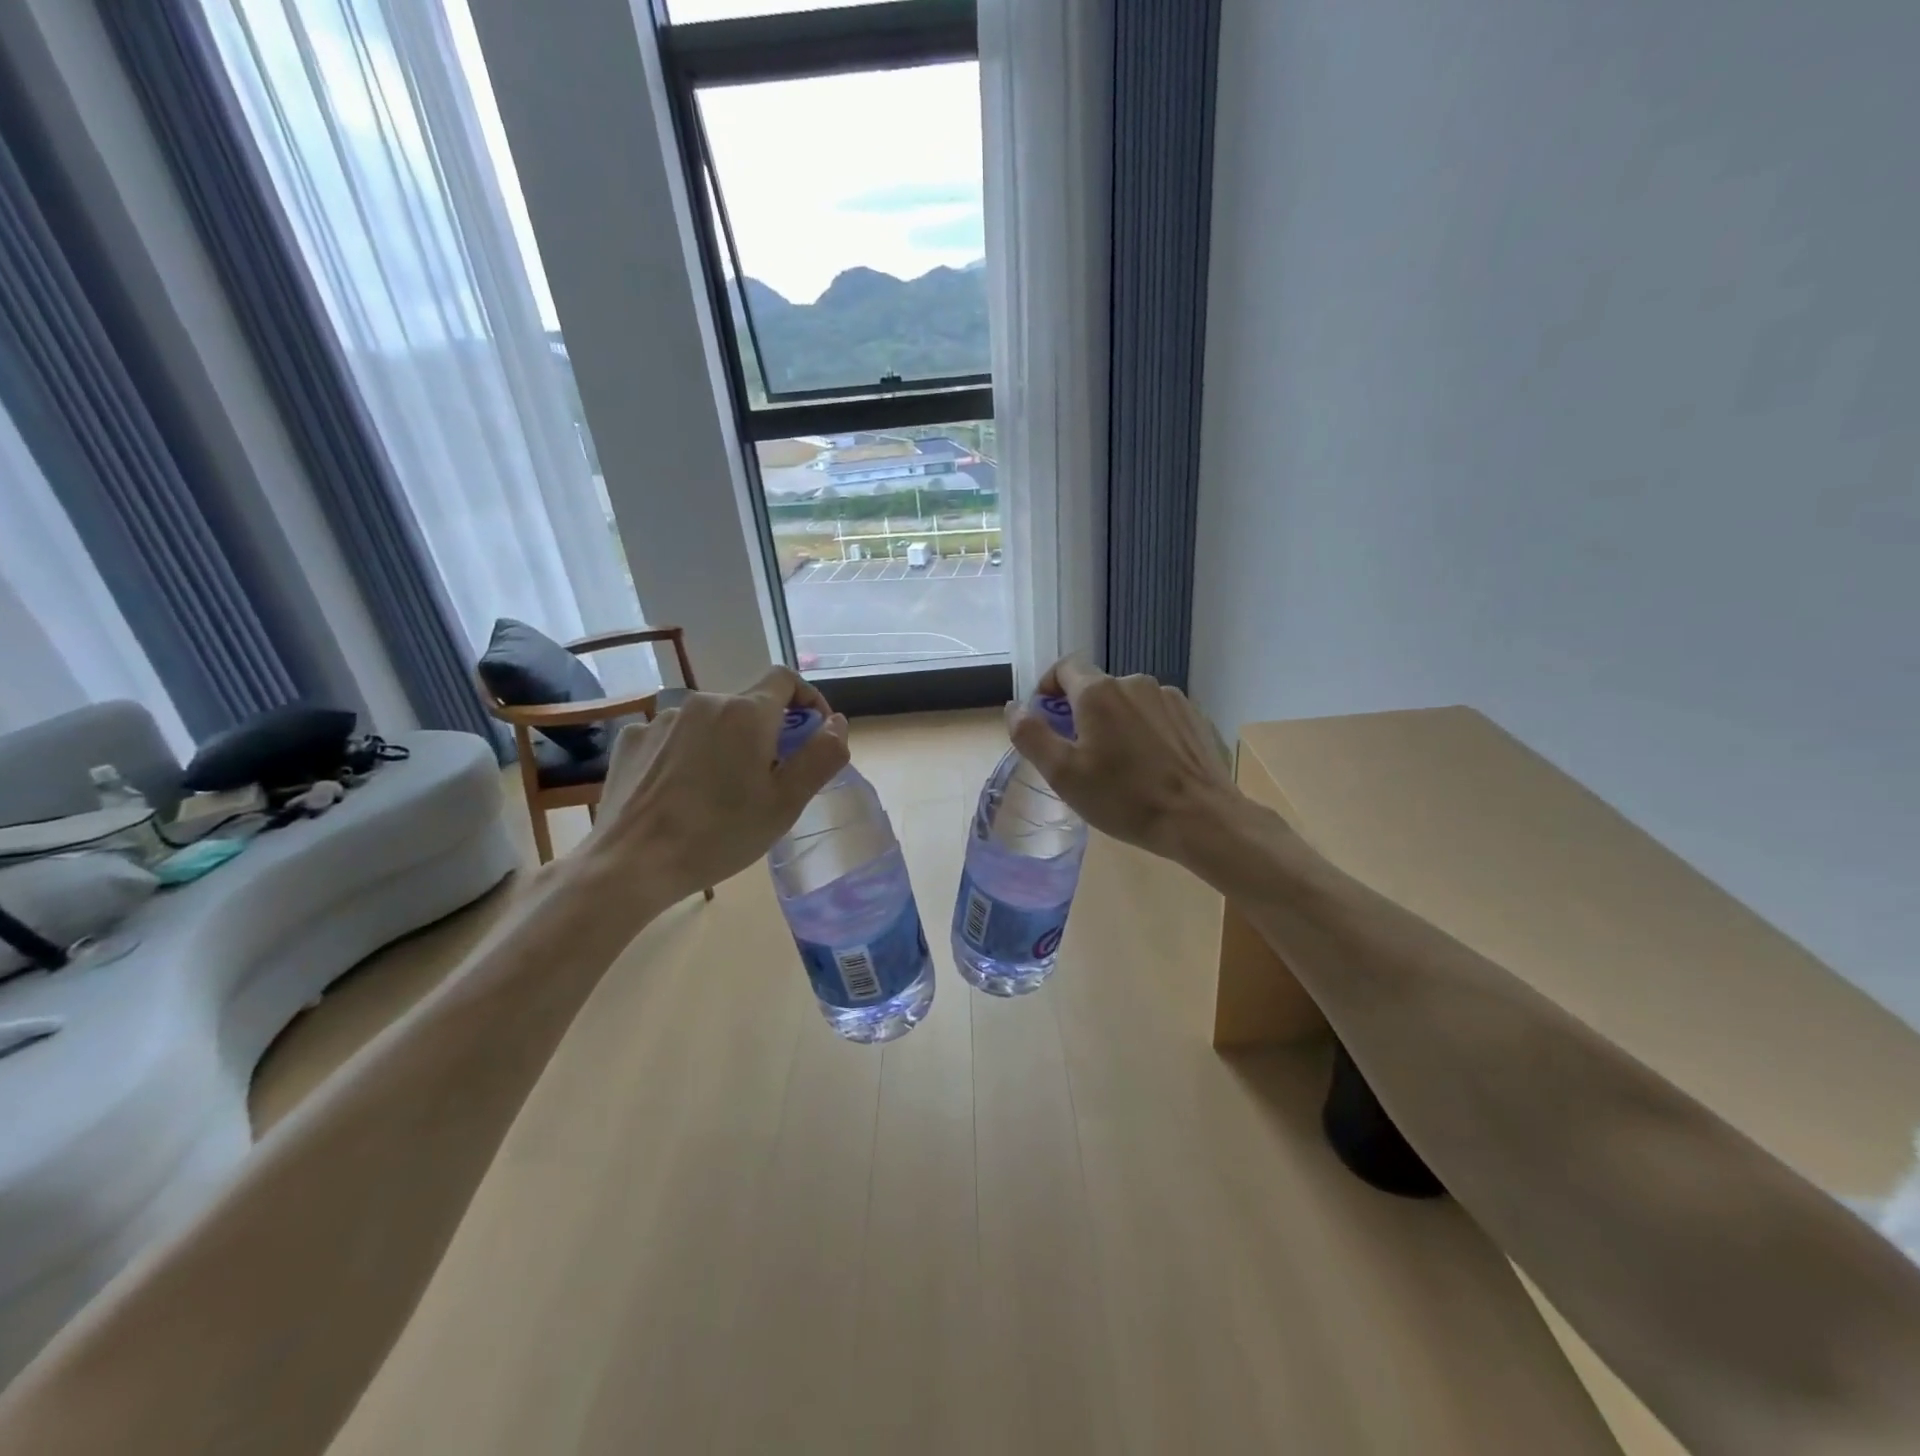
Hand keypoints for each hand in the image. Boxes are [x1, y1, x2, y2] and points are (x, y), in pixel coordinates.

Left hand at [580, 665, 849, 906]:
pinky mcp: (632, 740)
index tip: (813, 733)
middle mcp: (704, 702)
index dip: (807, 699)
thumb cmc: (720, 834)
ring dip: (725, 744)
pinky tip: (680, 791)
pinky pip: (674, 737)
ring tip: (719, 792)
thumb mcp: (786, 802)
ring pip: (710, 723)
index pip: (786, 679)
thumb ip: (821, 755)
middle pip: (748, 706)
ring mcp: (662, 719)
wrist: (631, 863)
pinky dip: (687, 754)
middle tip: (767, 780)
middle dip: (766, 733)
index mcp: (746, 712)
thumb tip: (836, 722)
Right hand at [1008, 656, 1249, 873]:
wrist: (1201, 818)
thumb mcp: (1063, 774)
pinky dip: (1144, 731)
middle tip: (1080, 755)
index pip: (1064, 667)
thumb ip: (1031, 735)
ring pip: (1128, 702)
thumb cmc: (1124, 798)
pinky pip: (1156, 715)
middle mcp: (1134, 683)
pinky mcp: (1193, 715)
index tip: (1044, 717)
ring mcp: (1169, 697)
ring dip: (1115, 722)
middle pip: (1096, 687)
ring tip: (1119, 764)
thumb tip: (1014, 707)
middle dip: (1081, 713)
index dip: (1048, 687)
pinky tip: (1150, 765)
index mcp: (1098, 692)